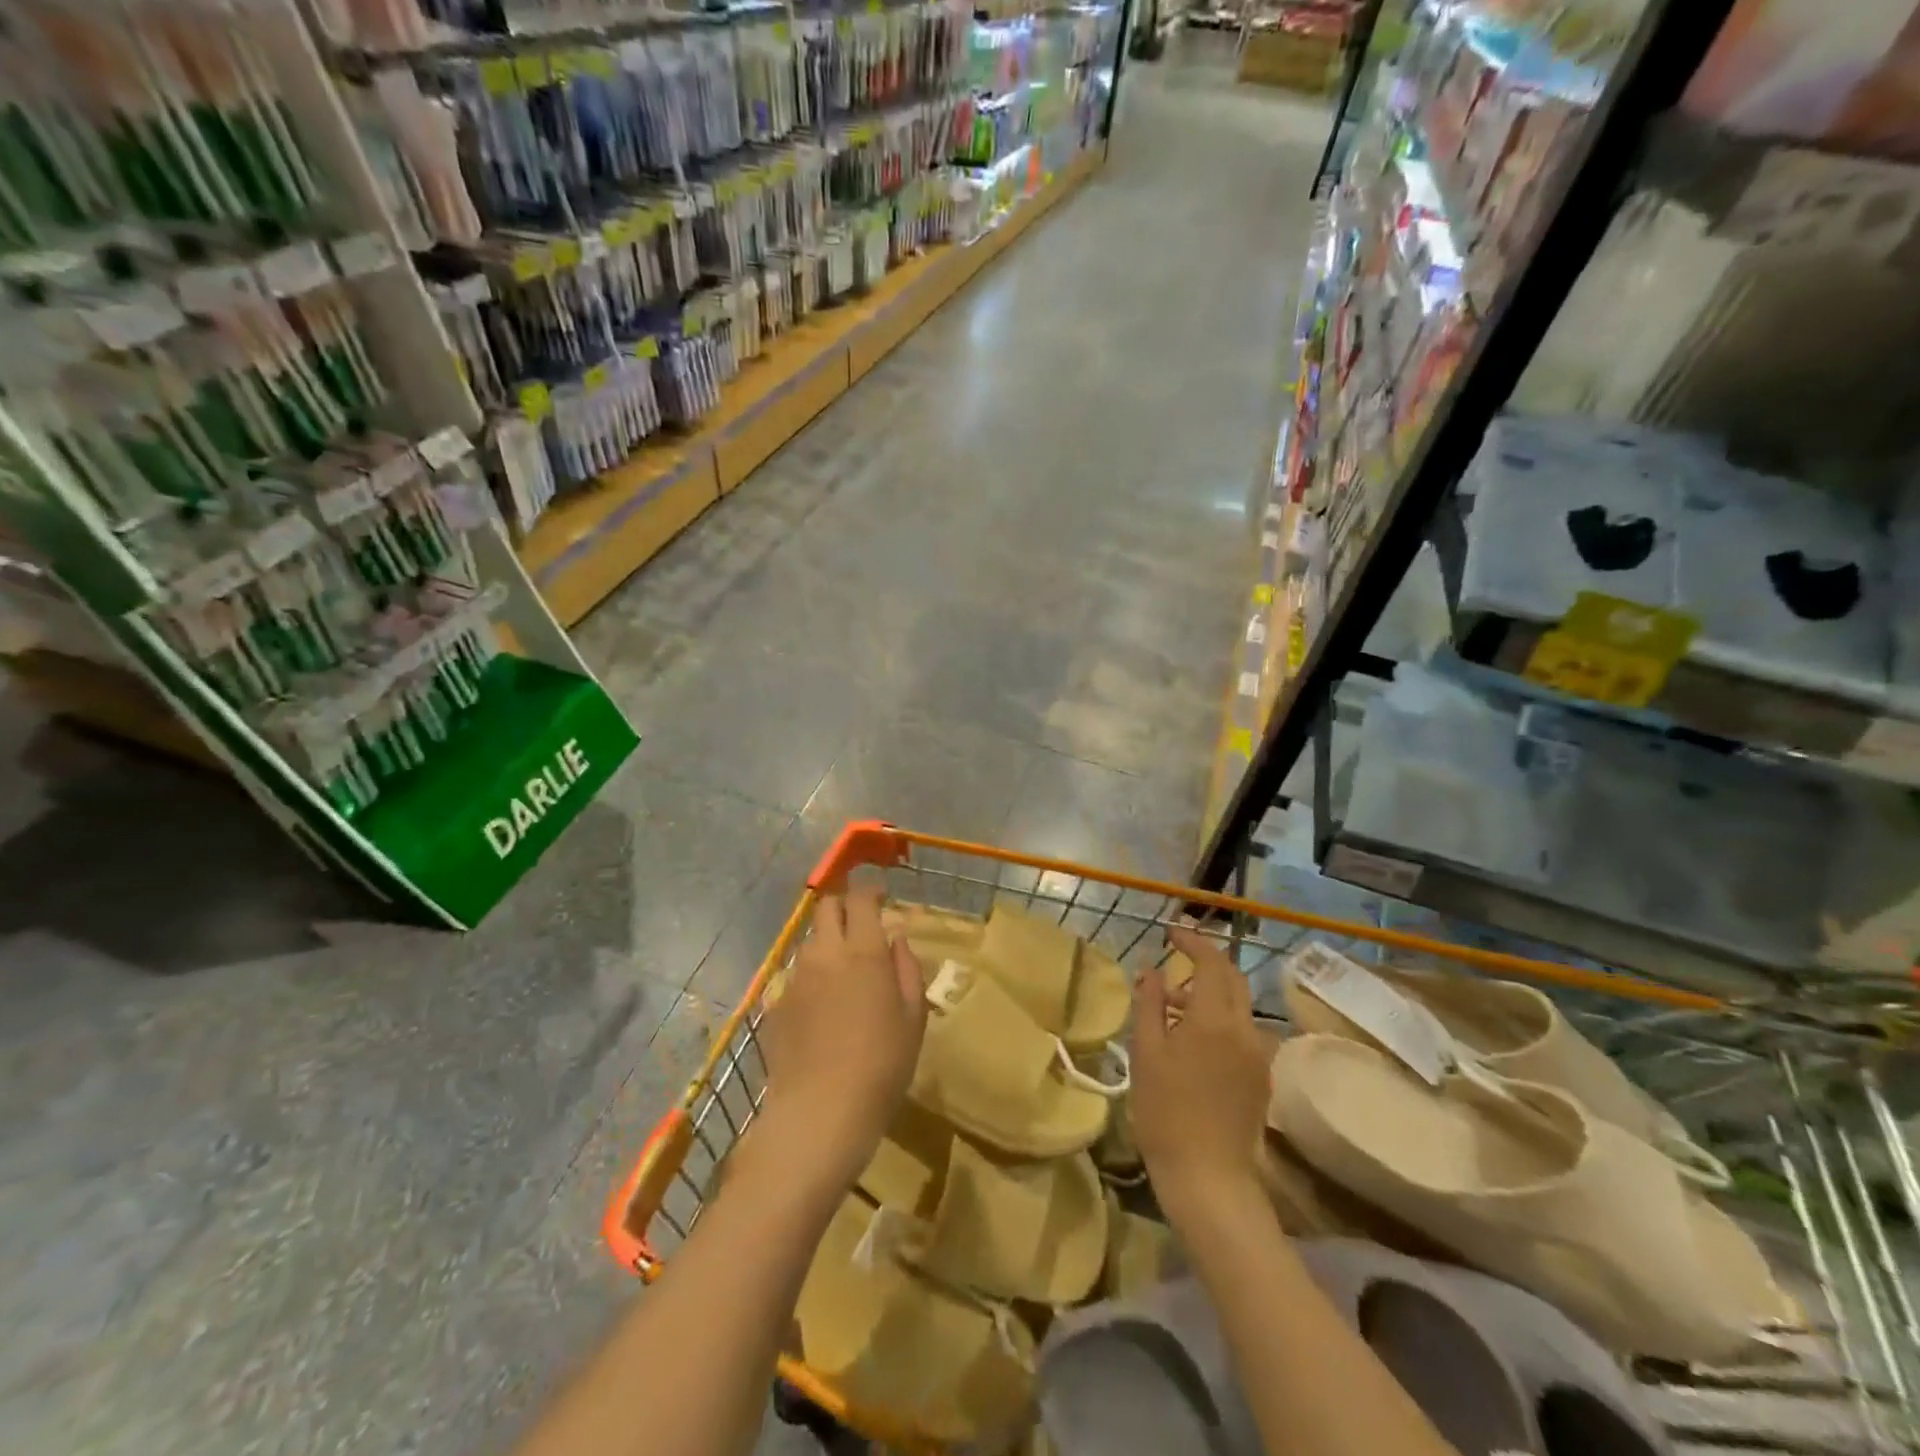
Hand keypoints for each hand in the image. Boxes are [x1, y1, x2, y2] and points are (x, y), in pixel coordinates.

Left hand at [757, 888, 927, 1186]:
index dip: (870, 891)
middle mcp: (825, 954)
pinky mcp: (774, 1004)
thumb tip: (896, 939)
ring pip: (809, 941)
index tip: (880, 898)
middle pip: (826, 907)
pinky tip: (819, 1009)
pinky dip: (810, 977)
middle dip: (843, 907)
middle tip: (860, 927)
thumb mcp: (913, 1018)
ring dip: (826, 942)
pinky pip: (794, 975)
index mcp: (864, 951)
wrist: (819, 1114)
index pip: (860, 899)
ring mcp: (795, 977)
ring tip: (841, 971)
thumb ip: (907, 969)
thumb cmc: (881, 1066)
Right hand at [1131, 925, 1271, 1221]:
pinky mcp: (1261, 1076)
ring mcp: (1258, 1054)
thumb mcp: (1147, 1052)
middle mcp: (1245, 1029)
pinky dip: (1219, 1018)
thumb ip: (1150, 1004)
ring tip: (1173, 1005)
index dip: (1192, 942)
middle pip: (1233, 978)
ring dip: (1210, 992)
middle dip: (1206, 962)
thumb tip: (1152, 969)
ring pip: (1238, 1005)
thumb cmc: (1166, 1112)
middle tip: (1174, 960)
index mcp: (1215, 1019)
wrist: (1209, 1177)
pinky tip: (1192, 1038)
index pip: (1211, 962)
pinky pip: (1242, 1030)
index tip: (1170, 933)